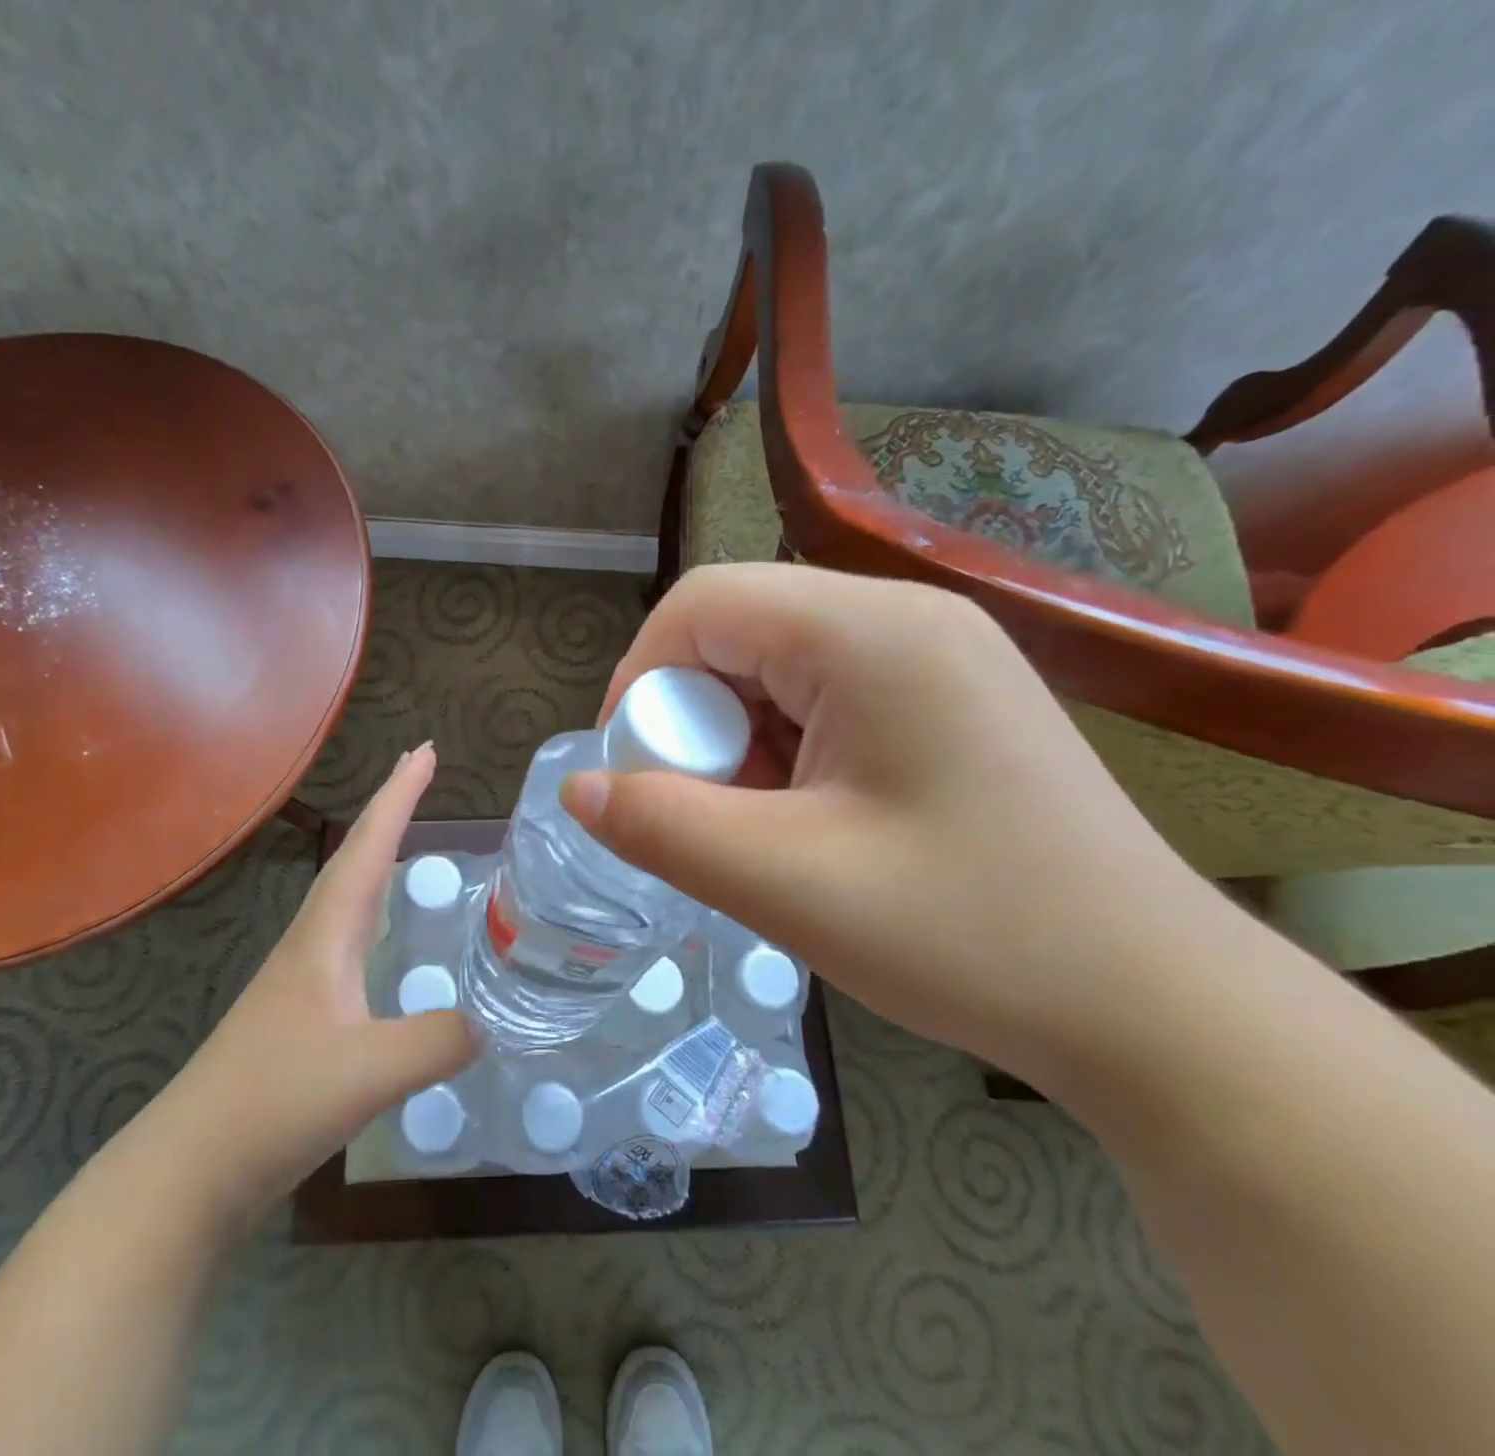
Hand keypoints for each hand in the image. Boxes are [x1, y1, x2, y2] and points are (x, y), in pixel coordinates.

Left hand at [187, 743, 479, 1211]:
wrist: (189, 1170)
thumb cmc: (273, 1102)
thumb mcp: (371, 1070)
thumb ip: (440, 1038)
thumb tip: (490, 1022)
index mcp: (326, 935)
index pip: (368, 848)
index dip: (398, 797)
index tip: (423, 750)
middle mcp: (313, 943)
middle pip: (355, 859)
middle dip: (388, 810)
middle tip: (419, 772)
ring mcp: (304, 980)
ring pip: (348, 897)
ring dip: (377, 855)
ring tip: (407, 835)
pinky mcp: (303, 1016)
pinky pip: (351, 940)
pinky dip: (374, 911)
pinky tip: (386, 936)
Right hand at [559, 563, 1232, 1089]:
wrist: (1156, 1008)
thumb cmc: (972, 937)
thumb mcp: (786, 885)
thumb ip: (662, 827)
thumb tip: (579, 788)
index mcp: (872, 632)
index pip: (703, 605)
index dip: (641, 680)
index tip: (632, 771)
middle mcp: (907, 617)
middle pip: (739, 632)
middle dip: (694, 721)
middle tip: (707, 816)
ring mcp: (936, 655)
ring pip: (776, 669)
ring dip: (741, 744)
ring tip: (766, 831)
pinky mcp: (949, 699)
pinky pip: (825, 697)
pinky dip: (787, 753)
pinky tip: (813, 823)